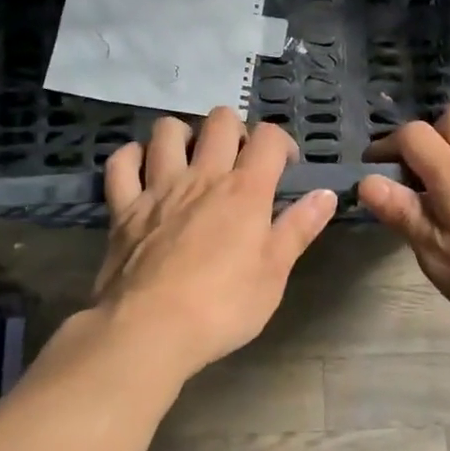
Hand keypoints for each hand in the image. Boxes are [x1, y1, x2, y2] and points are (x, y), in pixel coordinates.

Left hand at [95, 107, 335, 381]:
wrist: (149, 330)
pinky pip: (122, 163)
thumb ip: (299, 228)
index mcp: (244, 190)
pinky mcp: (124, 207)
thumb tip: (327, 194)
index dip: (281, 142)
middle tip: (238, 161)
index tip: (284, 166)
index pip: (268, 137)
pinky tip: (143, 171)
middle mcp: (202, 176)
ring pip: (167, 130)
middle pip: (220, 120)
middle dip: (234, 129)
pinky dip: (132, 158)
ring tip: (191, 159)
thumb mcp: (274, 273)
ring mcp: (158, 187)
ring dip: (183, 135)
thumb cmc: (222, 307)